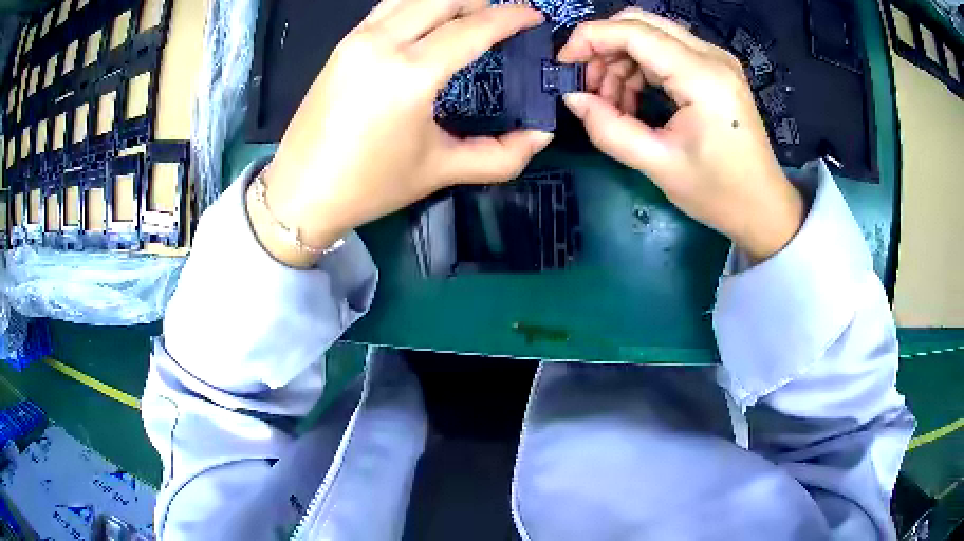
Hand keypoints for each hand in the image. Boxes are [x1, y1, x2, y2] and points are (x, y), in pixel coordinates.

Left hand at [251, 0, 552, 266]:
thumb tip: (541, 135)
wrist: (300, 192)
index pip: (472, 28)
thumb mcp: (441, 170)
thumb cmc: (370, 185)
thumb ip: (500, 154)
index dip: (511, 17)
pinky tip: (431, 20)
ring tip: (472, 14)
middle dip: (483, 0)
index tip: (534, 17)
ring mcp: (357, 38)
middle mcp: (382, 43)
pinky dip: (418, 5)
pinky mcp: (343, 44)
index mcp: (410, 73)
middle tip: (505, 16)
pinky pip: (389, 7)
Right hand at [558, 9, 803, 261]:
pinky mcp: (714, 69)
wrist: (764, 207)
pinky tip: (633, 100)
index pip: (633, 31)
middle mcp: (711, 56)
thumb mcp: (658, 166)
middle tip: (588, 88)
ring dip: (620, 61)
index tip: (563, 65)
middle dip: (604, 48)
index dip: (590, 39)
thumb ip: (609, 129)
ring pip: (650, 35)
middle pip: (640, 23)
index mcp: (702, 77)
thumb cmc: (719, 194)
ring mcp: (715, 60)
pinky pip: (665, 51)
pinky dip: (640, 68)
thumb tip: (572, 97)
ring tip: (612, 104)